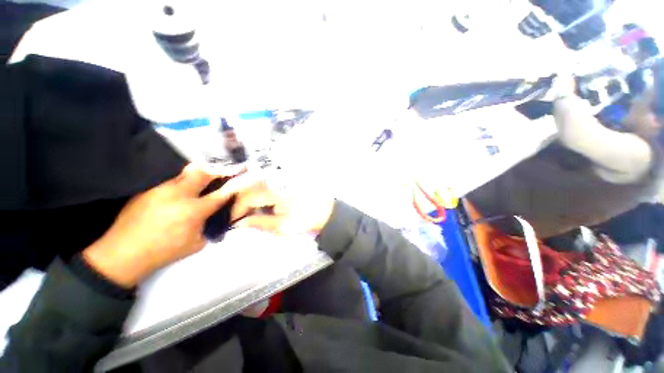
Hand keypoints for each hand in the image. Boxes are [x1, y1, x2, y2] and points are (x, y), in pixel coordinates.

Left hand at [83, 164, 242, 287]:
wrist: (122, 254)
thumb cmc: (164, 252)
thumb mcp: (195, 243)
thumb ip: (208, 225)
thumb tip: (214, 216)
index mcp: (193, 211)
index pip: (220, 194)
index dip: (233, 186)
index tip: (242, 180)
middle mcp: (178, 195)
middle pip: (202, 173)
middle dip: (216, 171)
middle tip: (224, 171)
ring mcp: (160, 189)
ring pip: (184, 173)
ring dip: (198, 174)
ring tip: (203, 179)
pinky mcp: (147, 190)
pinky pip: (169, 181)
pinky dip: (180, 182)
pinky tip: (180, 190)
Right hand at [224, 175, 334, 235]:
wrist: (324, 210)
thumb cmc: (305, 219)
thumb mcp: (282, 226)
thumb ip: (259, 223)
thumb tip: (239, 223)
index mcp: (275, 191)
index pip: (247, 197)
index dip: (237, 210)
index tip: (233, 221)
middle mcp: (275, 179)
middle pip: (247, 185)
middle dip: (238, 200)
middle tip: (235, 213)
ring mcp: (279, 176)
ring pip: (254, 181)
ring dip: (246, 193)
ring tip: (244, 207)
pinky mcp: (283, 177)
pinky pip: (264, 180)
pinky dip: (256, 190)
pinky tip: (256, 199)